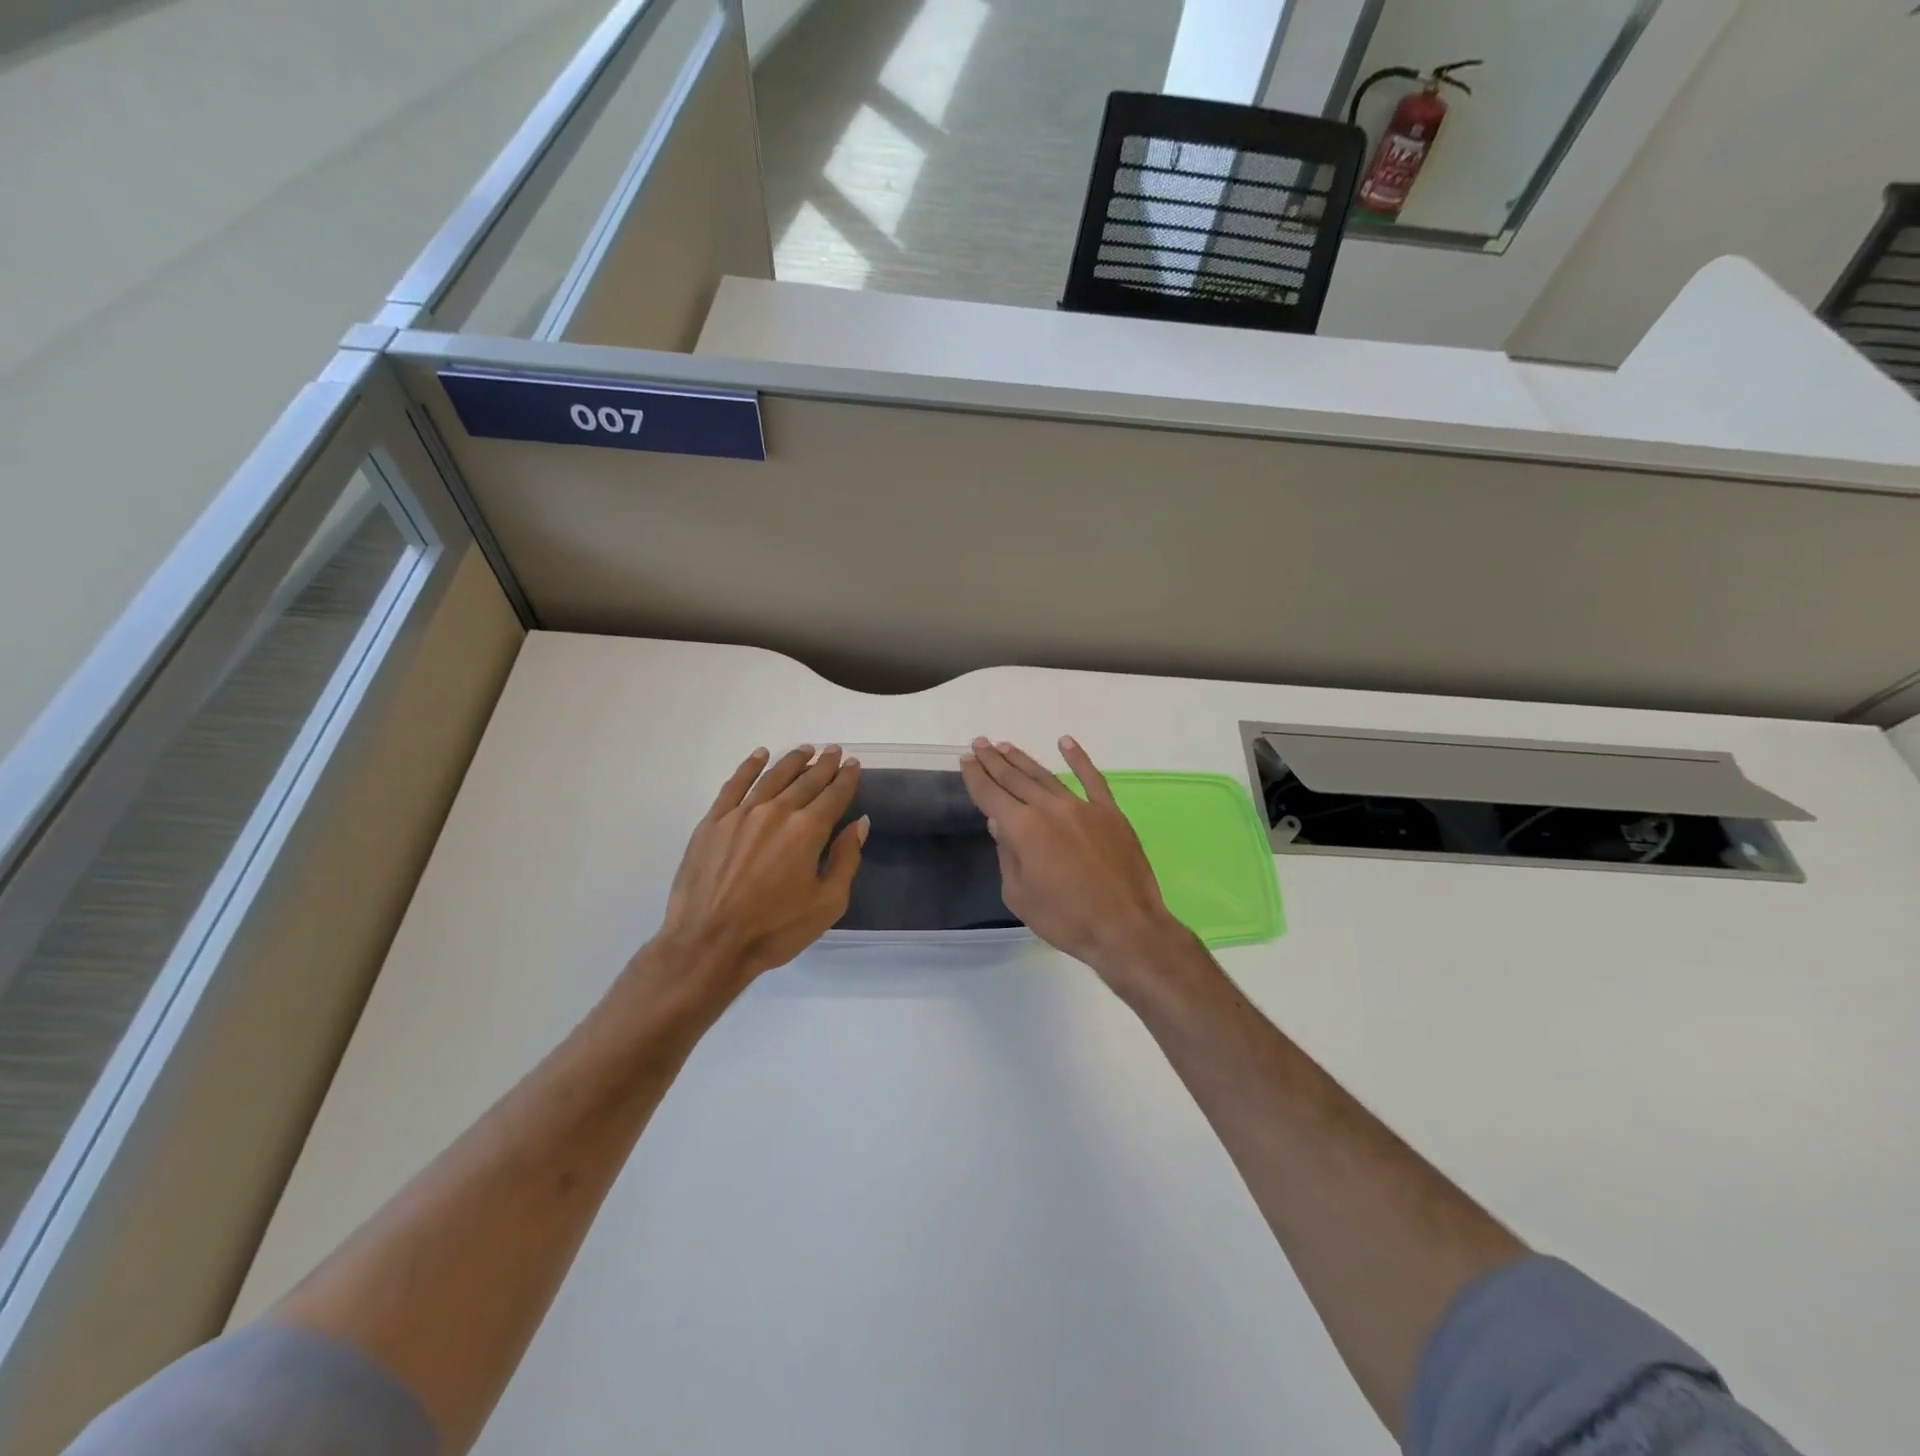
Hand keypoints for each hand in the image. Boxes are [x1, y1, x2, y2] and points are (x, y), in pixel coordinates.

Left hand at [646, 745, 866, 998]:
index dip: (846, 779)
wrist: (708, 944)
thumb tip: (859, 823)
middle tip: (834, 750)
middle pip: (805, 781)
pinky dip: (749, 767)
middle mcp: (776, 812)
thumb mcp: (827, 903)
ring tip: (805, 749)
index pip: (833, 795)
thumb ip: (846, 859)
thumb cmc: (775, 930)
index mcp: (807, 831)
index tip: (853, 764)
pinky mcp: (713, 821)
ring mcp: (741, 814)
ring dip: (791, 761)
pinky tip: (759, 755)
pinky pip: (735, 784)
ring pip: (772, 776)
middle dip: (823, 765)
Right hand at [960, 736, 1186, 989]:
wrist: (1125, 928)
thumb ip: (1007, 855)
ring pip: (1046, 776)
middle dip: (994, 761)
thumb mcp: (1019, 896)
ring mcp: (1082, 807)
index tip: (966, 759)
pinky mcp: (1110, 813)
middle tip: (980, 743)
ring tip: (1006, 746)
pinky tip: (1065, 742)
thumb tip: (1000, 823)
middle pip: (1015, 779)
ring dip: (1023, 760)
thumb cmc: (1066, 919)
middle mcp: (1050, 808)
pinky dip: (1078, 758)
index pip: (991, 795)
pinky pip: (1092, 778)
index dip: (976, 776)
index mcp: (1023, 829)